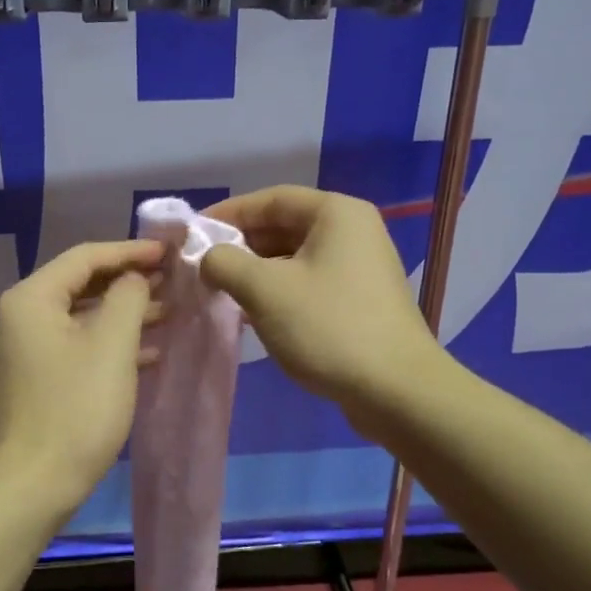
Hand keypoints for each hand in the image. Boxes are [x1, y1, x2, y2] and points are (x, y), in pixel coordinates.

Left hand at [0, 239, 163, 514]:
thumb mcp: (112, 346)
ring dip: (119, 315)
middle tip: (171, 282)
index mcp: (28, 299)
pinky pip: (68, 347)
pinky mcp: (25, 381)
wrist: (29, 489)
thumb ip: (129, 297)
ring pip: (75, 319)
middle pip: (77, 286)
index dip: (129, 251)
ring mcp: (16, 352)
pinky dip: (103, 344)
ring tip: (166, 314)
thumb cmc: (75, 411)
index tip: (168, 253)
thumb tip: (133, 278)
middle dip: (127, 284)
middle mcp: (13, 318)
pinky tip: (142, 354)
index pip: (84, 257)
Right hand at [199, 186, 440, 422]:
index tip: (193, 233)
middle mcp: (353, 231)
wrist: (396, 390)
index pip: (271, 199)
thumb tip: (209, 258)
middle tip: (203, 267)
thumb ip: (225, 263)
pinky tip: (253, 314)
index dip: (228, 213)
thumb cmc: (328, 327)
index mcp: (336, 214)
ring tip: (221, 292)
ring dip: (257, 272)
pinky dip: (279, 292)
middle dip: (241, 246)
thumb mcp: (265, 290)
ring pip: (295, 258)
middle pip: (284, 226)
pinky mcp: (360, 300)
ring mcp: (360, 267)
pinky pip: (309, 283)